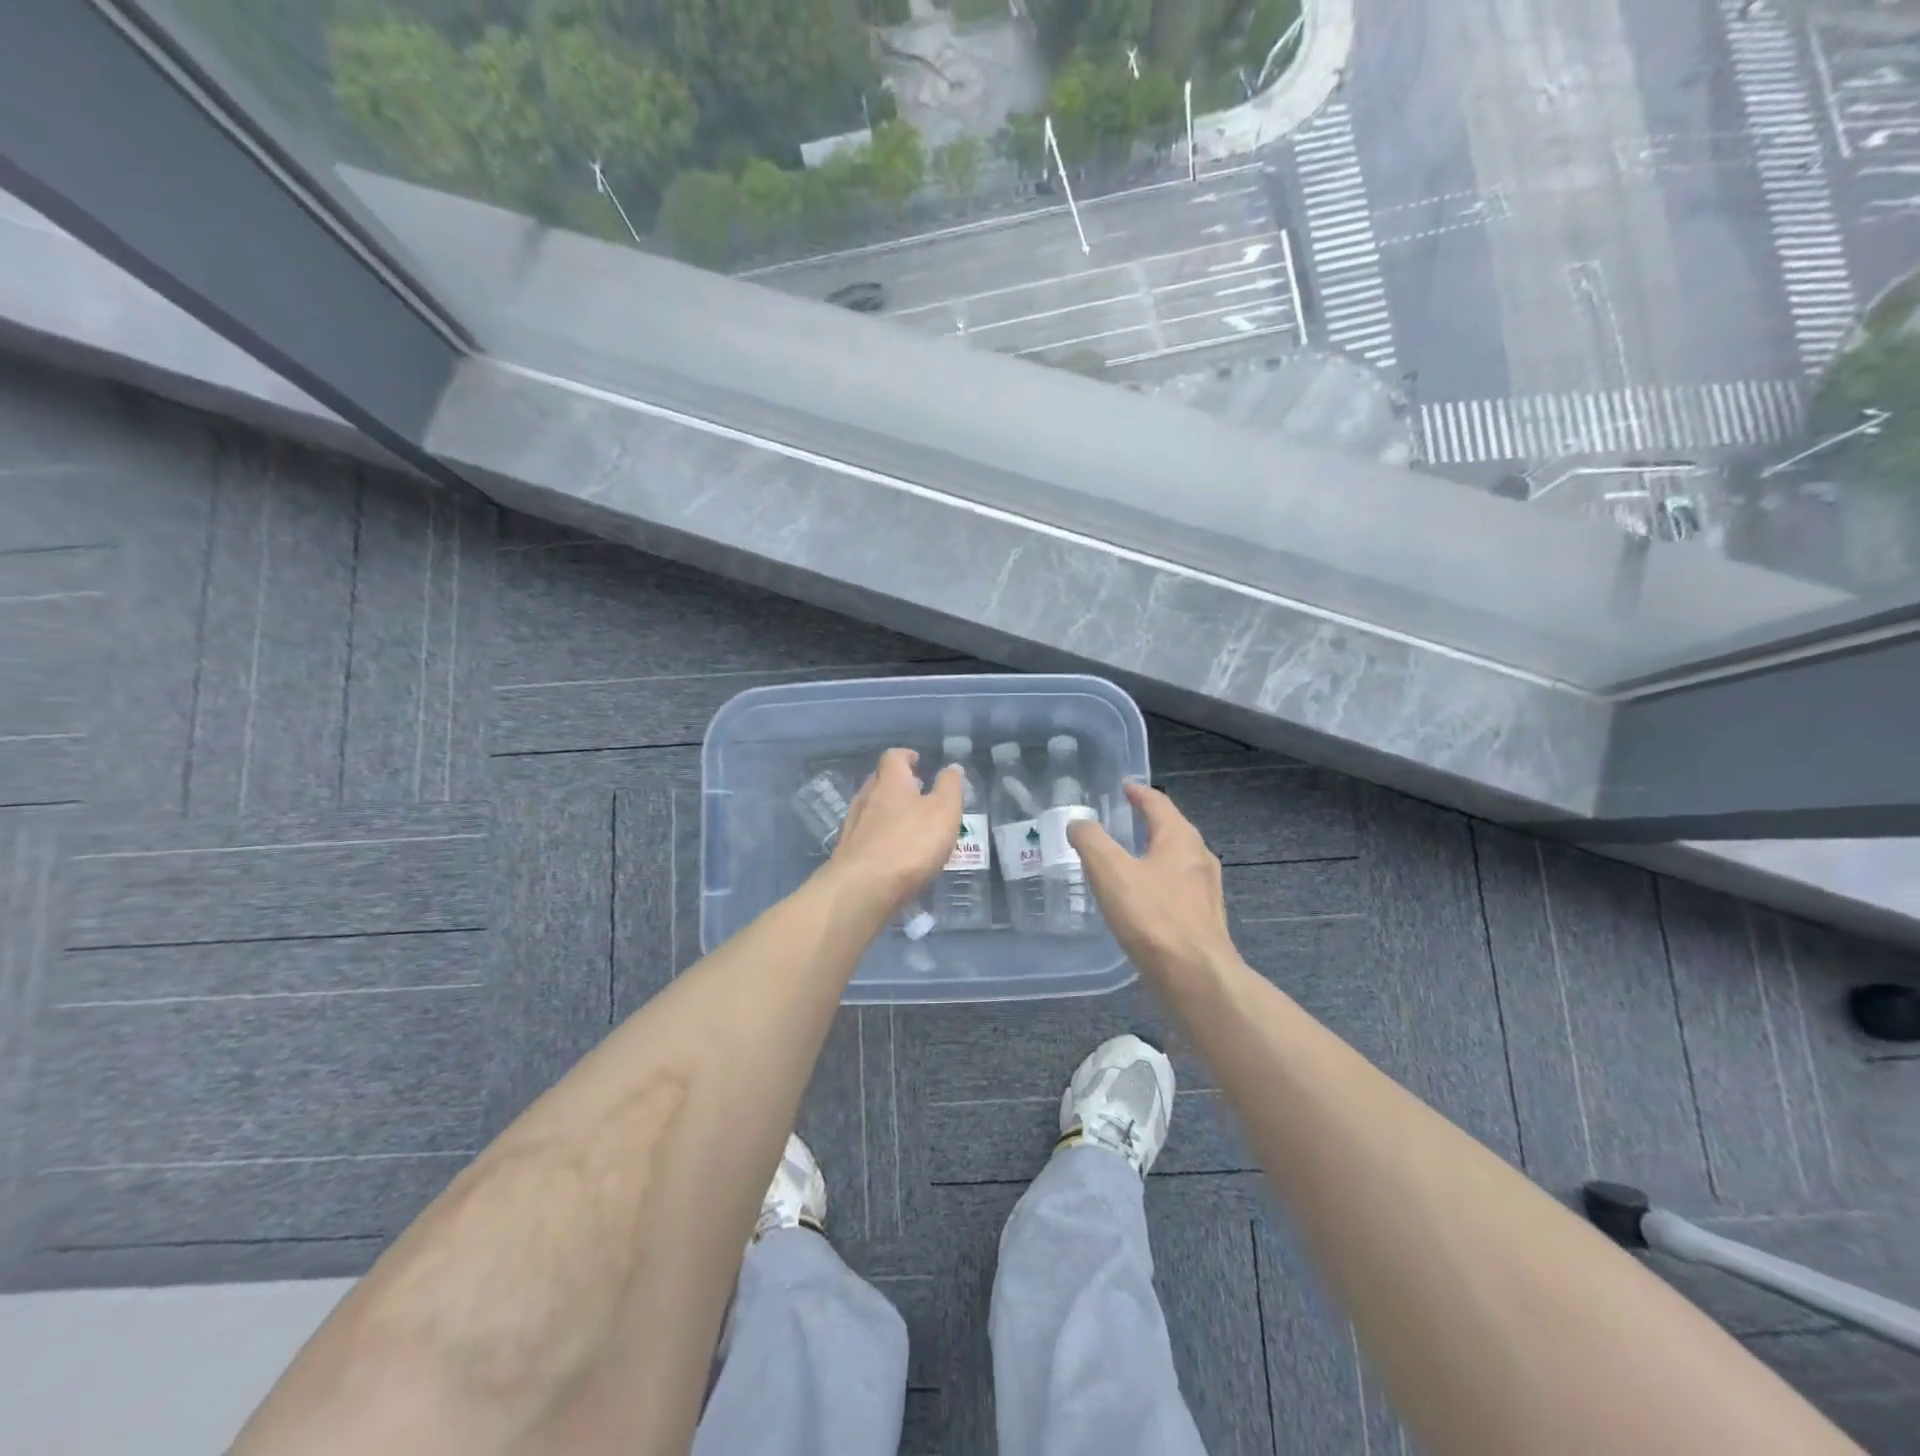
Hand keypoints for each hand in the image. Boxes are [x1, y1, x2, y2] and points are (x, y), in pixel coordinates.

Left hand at [827, 748, 963, 916]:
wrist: (864, 887)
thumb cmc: (910, 843)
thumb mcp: (944, 811)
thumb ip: (950, 787)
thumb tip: (951, 767)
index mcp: (890, 782)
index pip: (894, 757)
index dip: (906, 756)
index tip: (917, 761)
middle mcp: (866, 797)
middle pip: (879, 781)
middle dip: (897, 784)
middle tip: (916, 792)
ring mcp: (852, 825)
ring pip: (870, 808)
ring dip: (887, 810)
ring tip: (906, 824)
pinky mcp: (847, 851)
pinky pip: (864, 835)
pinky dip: (878, 836)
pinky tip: (890, 851)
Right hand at [1068, 782, 1239, 984]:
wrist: (1196, 975)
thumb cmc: (1152, 916)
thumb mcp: (1110, 871)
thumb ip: (1091, 841)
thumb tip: (1078, 822)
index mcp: (1180, 838)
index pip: (1158, 803)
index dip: (1138, 792)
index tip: (1123, 786)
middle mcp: (1199, 857)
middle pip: (1172, 829)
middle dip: (1148, 821)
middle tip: (1122, 819)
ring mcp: (1207, 890)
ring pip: (1177, 860)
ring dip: (1155, 853)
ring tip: (1129, 859)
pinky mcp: (1205, 919)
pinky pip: (1179, 888)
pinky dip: (1160, 882)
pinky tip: (1144, 900)